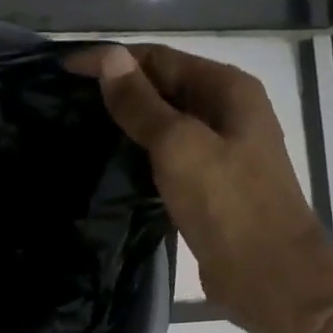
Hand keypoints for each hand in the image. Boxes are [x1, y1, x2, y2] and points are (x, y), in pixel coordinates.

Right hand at [68, 44, 332, 332]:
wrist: (269, 274)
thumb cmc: (228, 203)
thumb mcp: (178, 146)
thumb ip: (141, 103)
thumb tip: (109, 58)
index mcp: (228, 89)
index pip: (160, 58)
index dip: (112, 59)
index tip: (64, 71)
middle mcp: (227, 111)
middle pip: (163, 86)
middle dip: (117, 88)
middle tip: (64, 100)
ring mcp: (219, 149)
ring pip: (163, 122)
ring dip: (125, 121)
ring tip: (77, 127)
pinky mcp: (208, 183)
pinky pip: (166, 154)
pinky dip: (138, 152)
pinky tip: (108, 161)